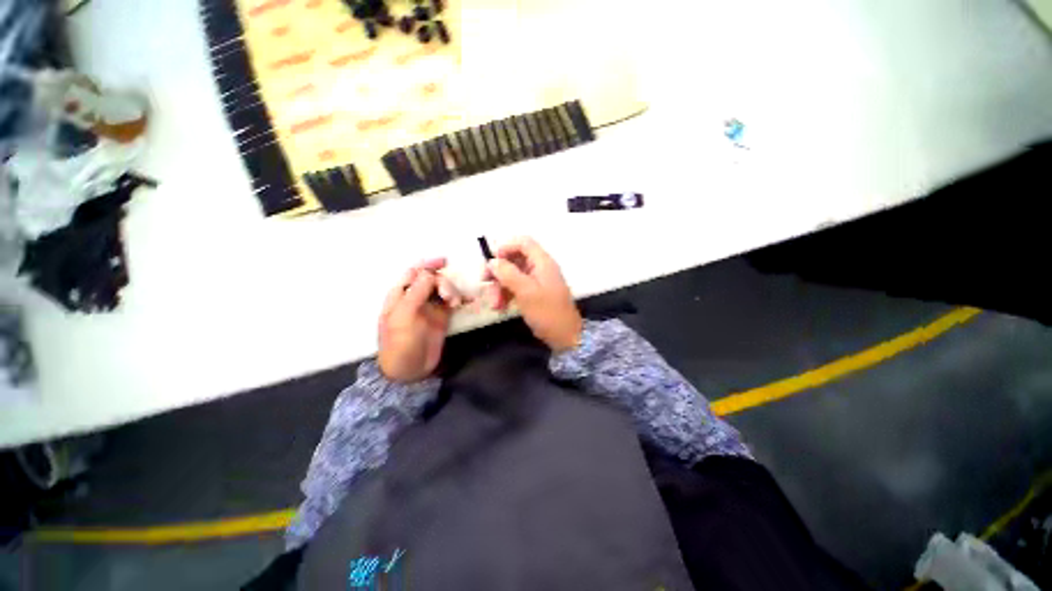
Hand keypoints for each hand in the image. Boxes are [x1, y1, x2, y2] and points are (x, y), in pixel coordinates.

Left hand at [378, 258, 460, 382]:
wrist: (409, 370)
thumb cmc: (400, 344)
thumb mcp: (403, 317)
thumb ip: (415, 293)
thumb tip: (429, 273)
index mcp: (400, 295)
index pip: (413, 273)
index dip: (427, 265)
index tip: (443, 262)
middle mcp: (416, 298)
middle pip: (432, 279)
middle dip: (443, 282)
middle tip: (450, 296)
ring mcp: (430, 307)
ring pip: (443, 289)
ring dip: (452, 291)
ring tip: (456, 303)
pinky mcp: (442, 317)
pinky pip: (451, 302)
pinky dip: (459, 299)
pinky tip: (464, 302)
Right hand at [485, 237, 582, 351]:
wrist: (565, 337)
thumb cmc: (547, 312)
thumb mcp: (526, 292)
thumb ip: (508, 274)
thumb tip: (492, 262)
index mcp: (542, 262)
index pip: (523, 243)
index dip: (506, 248)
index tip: (492, 262)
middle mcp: (539, 268)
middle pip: (514, 259)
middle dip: (499, 272)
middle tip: (484, 283)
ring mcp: (537, 281)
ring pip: (512, 275)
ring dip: (500, 287)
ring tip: (495, 305)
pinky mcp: (534, 293)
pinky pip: (516, 287)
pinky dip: (506, 295)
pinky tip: (500, 308)